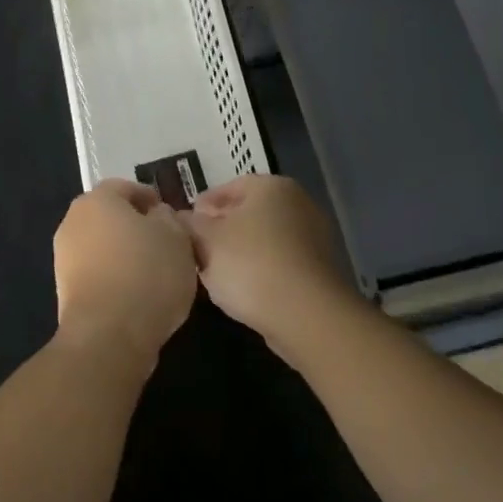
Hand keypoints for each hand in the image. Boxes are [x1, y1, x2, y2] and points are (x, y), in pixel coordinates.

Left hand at [53, 180, 198, 362]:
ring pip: (102, 246)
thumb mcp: (176, 238)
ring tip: (154, 274)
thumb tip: (157, 216)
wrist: (108, 336)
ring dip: (124, 253)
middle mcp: (74, 221)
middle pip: (110, 217)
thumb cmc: (147, 274)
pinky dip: (115, 278)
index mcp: (98, 199)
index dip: (151, 199)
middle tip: (165, 245)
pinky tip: (137, 296)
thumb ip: (168, 218)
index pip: (126, 188)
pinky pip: (96, 273)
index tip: (171, 217)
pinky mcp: (65, 290)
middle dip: (136, 227)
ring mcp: (64, 257)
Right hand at [185, 175, 360, 356]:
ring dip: (242, 251)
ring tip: (217, 273)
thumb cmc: (251, 264)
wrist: (307, 315)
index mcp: (271, 186)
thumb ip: (189, 224)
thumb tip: (181, 218)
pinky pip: (282, 262)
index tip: (186, 224)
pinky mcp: (321, 271)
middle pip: (250, 212)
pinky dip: (262, 270)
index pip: (230, 187)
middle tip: (197, 248)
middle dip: (222, 228)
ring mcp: (315, 237)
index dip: (204, 205)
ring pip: (266, 238)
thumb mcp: (207, 241)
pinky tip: (245, 290)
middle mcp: (298, 203)